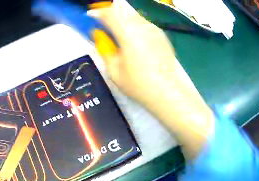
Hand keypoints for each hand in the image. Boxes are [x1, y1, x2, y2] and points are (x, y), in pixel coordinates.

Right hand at [91, 1, 213, 158]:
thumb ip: (104, 48)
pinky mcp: (161, 35)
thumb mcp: (114, 70)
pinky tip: (134, 39)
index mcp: (128, 33)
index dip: (97, 12)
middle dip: (110, 13)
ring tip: (119, 32)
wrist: (168, 92)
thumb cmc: (139, 85)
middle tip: (104, 24)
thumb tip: (99, 35)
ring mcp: (154, 29)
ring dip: (122, 18)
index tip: (91, 16)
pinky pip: (143, 23)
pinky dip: (134, 25)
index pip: (109, 13)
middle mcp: (142, 26)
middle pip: (122, 10)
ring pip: (133, 15)